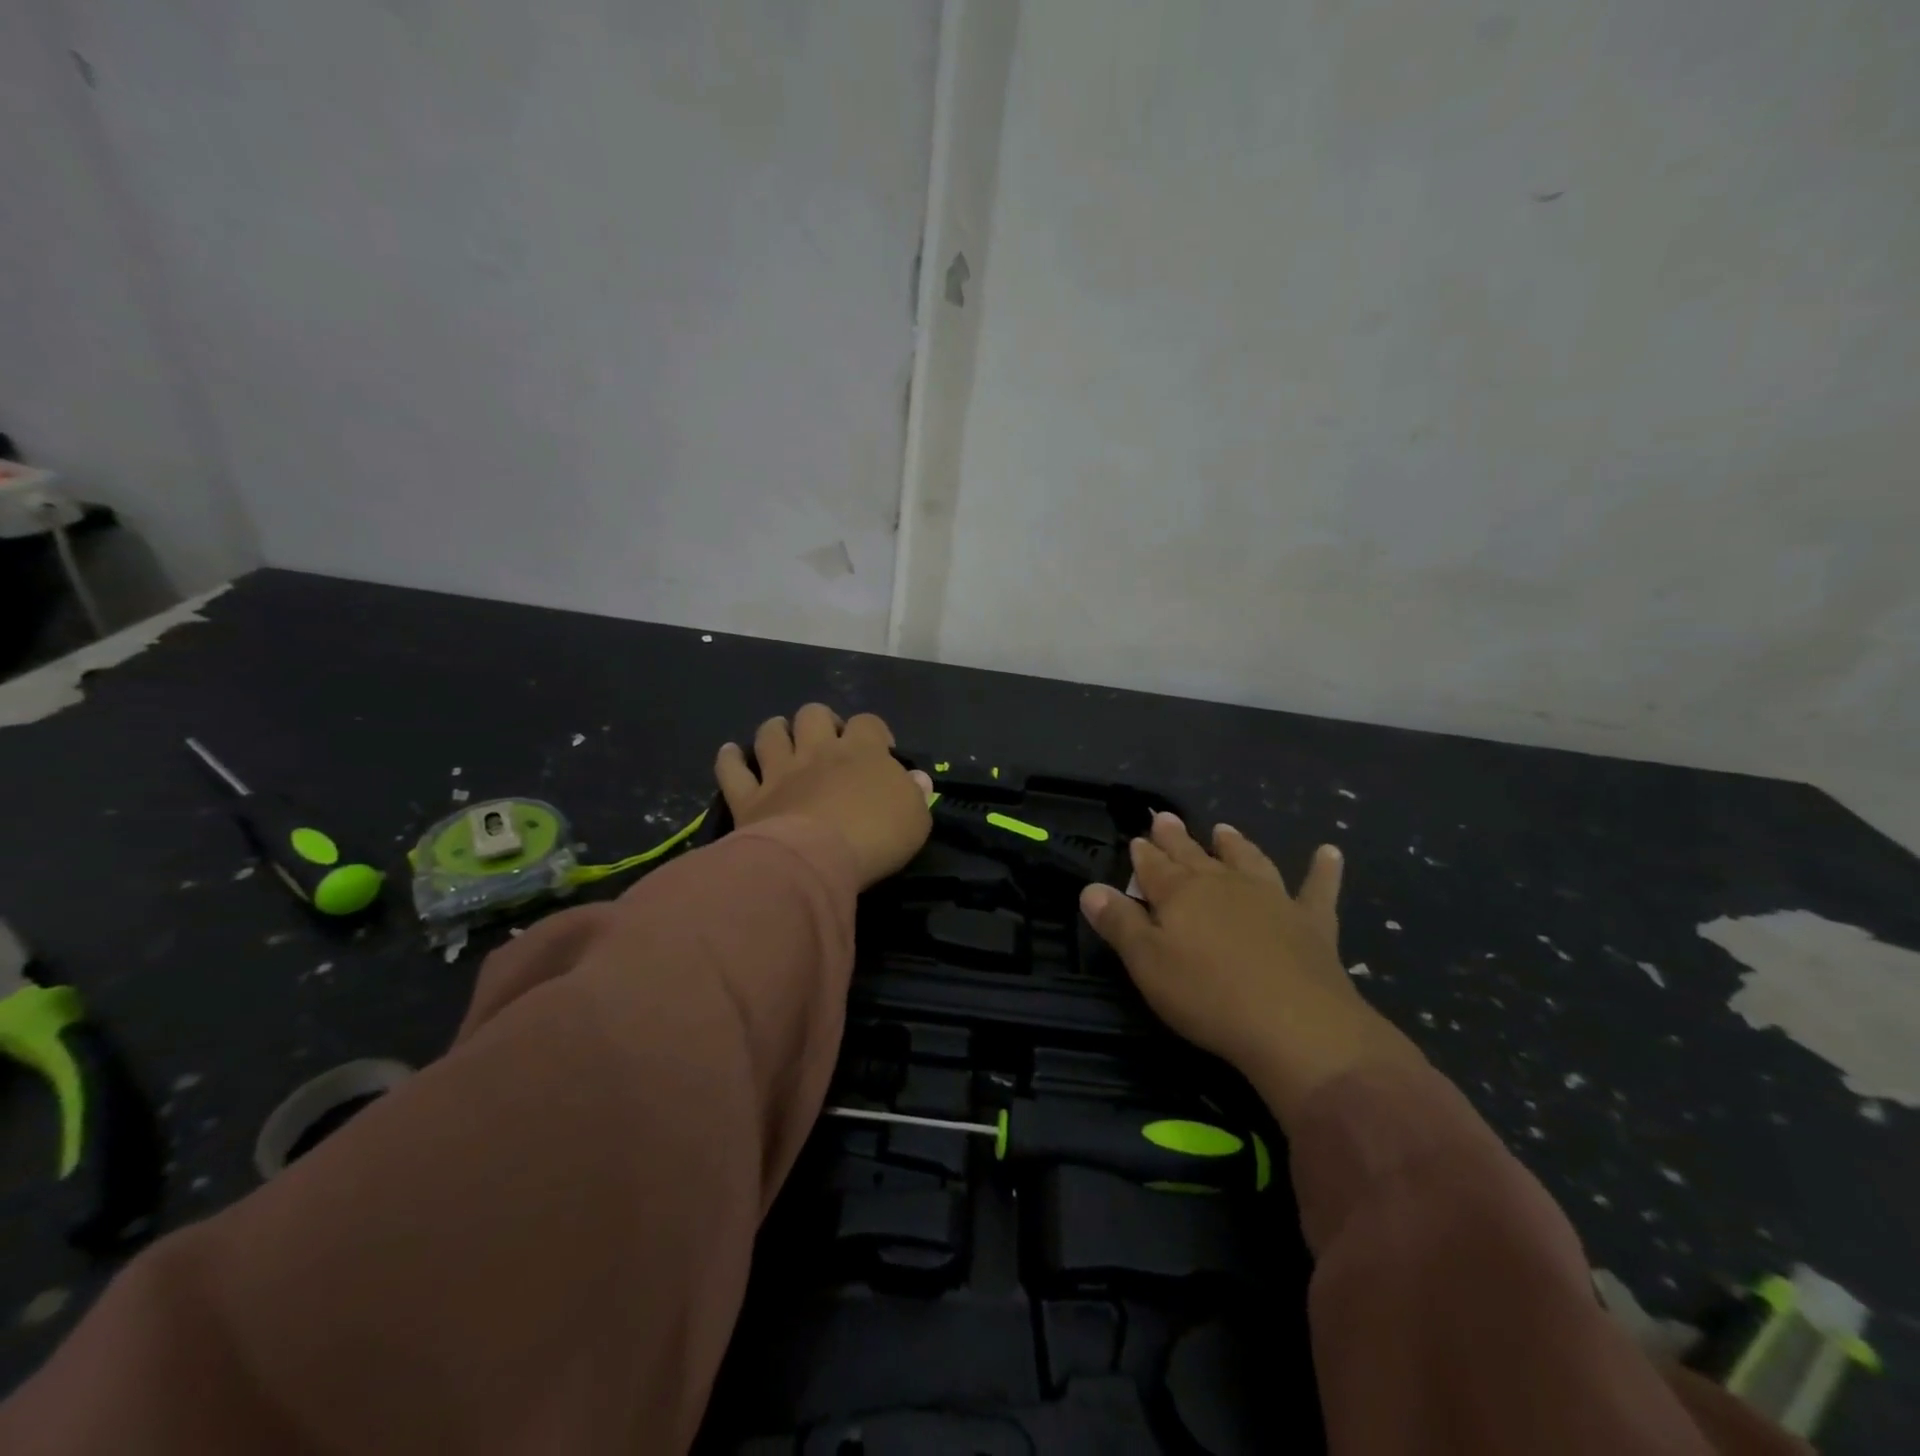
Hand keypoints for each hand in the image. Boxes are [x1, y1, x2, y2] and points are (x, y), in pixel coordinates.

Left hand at [714, 705, 932, 888]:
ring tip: (781, 737)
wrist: (815, 860)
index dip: (875, 732)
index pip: (869, 723)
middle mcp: (818, 752)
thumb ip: (915, 794)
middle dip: (820, 721)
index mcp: (862, 751)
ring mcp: (779, 772)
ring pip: (771, 733)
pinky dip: (731, 759)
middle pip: (814, 714)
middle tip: (827, 742)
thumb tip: (916, 779)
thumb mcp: (915, 819)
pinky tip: (732, 754)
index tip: (881, 750)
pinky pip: (733, 770)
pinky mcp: (750, 798)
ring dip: (776, 730)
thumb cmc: (875, 837)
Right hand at [1080, 814, 1424, 1126]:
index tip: (1136, 839)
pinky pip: (1317, 888)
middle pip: (1194, 854)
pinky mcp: (1312, 923)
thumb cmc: (1208, 996)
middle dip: (1177, 838)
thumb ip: (1119, 923)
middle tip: (1166, 818)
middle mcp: (1224, 884)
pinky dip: (1323, 869)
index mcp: (1181, 893)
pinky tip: (1329, 852)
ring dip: (1235, 844)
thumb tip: (1091, 889)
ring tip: (1224, 829)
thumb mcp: (1147, 964)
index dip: (1143, 853)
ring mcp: (1271, 899)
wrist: (1295, 1026)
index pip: (1154, 866)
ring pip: (1248, 860)